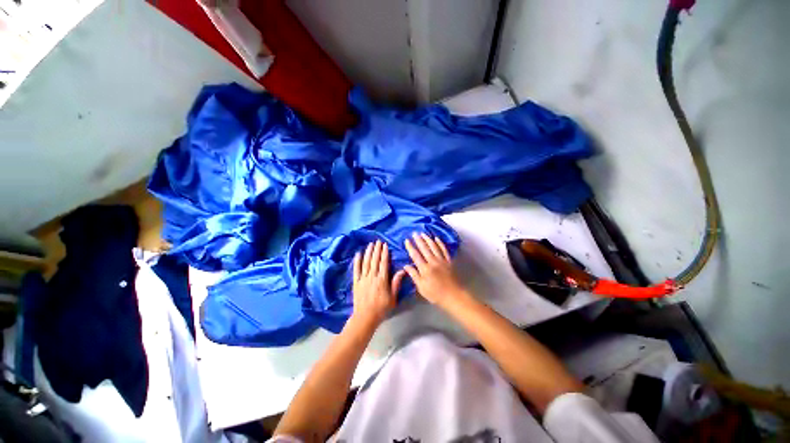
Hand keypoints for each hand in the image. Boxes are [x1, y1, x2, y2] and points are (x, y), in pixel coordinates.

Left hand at [351, 240, 405, 327]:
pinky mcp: (356, 282)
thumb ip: (396, 283)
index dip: (384, 253)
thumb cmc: (381, 308)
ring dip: (368, 252)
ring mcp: (363, 278)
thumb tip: (402, 271)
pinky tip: (358, 254)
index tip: (385, 245)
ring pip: (366, 262)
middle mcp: (372, 276)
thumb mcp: (393, 297)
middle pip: (375, 260)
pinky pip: (356, 269)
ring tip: (370, 244)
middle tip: (378, 241)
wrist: (365, 317)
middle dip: (377, 250)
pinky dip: (357, 261)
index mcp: (382, 280)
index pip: (383, 263)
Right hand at [404, 233, 466, 305]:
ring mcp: (442, 260)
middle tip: (414, 233)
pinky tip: (437, 238)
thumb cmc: (435, 294)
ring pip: (434, 246)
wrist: (453, 296)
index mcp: (424, 269)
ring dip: (428, 239)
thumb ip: (414, 275)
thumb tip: (406, 266)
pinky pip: (444, 249)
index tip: (407, 240)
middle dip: (418, 240)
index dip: (410, 247)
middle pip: (424, 248)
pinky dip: (440, 243)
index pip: (415, 255)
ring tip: (423, 233)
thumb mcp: (421, 287)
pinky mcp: (449, 261)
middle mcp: (433, 262)